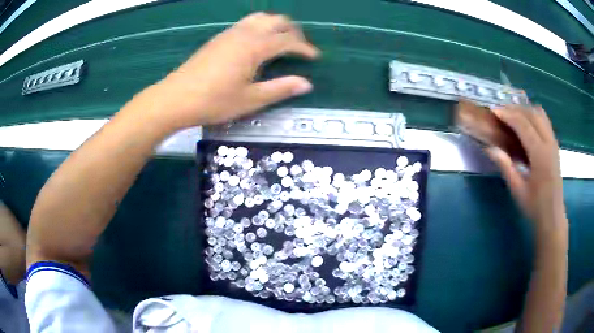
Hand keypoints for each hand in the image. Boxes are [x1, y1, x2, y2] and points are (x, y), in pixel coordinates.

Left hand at [140, 12, 318, 129]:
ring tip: (281, 41)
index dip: (305, 48)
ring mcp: (230, 33)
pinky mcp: (219, 37)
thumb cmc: (214, 101)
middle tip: (299, 48)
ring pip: (260, 18)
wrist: (176, 98)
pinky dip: (260, 26)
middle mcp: (245, 33)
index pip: (288, 40)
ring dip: (276, 25)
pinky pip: (246, 23)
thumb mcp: (250, 100)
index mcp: (255, 47)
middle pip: (277, 20)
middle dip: (293, 31)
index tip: (314, 57)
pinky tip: (257, 42)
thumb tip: (306, 84)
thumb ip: (280, 89)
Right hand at [486, 105, 565, 231]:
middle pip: (532, 114)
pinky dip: (533, 116)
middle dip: (515, 109)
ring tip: (512, 115)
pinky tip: (526, 124)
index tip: (493, 111)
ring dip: (525, 110)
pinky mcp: (554, 145)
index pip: (523, 125)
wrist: (553, 216)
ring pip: (540, 114)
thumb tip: (490, 148)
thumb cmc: (535, 206)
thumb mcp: (518, 190)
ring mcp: (553, 143)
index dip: (508, 115)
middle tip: (501, 112)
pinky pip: (544, 121)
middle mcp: (549, 143)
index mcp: (540, 155)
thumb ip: (506, 166)